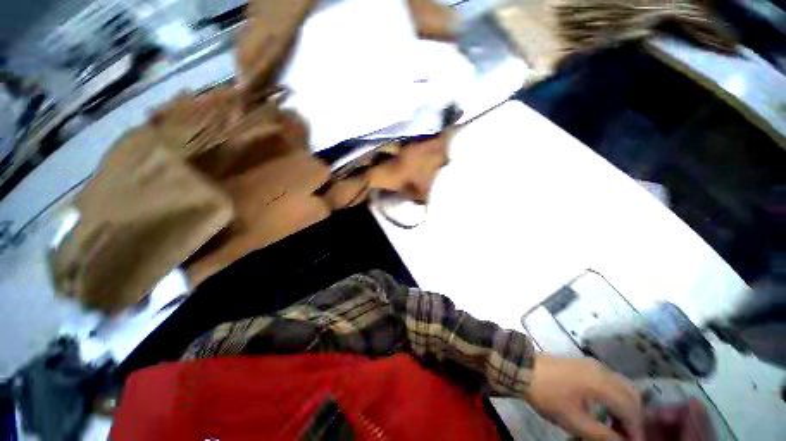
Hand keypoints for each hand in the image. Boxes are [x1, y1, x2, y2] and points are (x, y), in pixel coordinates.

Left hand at [525, 355, 643, 440]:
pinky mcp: (585, 365)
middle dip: (633, 419)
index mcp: (602, 383)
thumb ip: (602, 435)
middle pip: (631, 396)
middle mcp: (603, 371)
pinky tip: (607, 410)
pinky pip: (610, 381)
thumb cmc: (548, 395)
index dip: (635, 430)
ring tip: (617, 427)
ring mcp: (593, 365)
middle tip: (625, 437)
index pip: (631, 409)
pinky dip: (615, 397)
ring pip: (622, 387)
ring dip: (625, 407)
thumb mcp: (574, 420)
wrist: (523, 368)